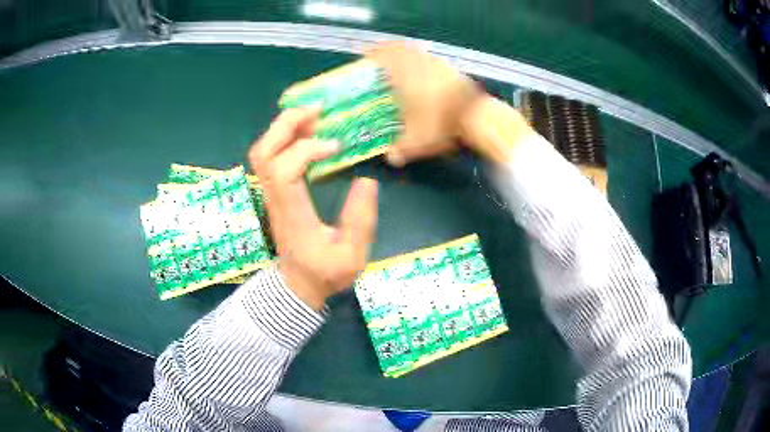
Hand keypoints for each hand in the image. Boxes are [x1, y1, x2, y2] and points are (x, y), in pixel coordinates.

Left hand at [249, 106, 378, 309]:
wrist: (298, 285)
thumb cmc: (325, 272)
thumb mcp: (352, 256)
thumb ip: (360, 221)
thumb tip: (366, 180)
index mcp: (293, 213)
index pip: (284, 170)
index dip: (307, 150)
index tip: (336, 147)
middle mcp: (275, 198)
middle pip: (264, 152)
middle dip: (287, 124)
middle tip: (318, 110)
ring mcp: (270, 193)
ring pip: (262, 151)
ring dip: (284, 127)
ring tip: (313, 116)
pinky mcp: (273, 191)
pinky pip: (268, 155)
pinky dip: (283, 136)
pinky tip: (306, 131)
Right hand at [366, 42, 482, 165]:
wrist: (476, 116)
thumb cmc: (440, 122)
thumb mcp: (418, 141)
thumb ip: (401, 149)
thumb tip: (390, 157)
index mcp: (404, 75)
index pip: (384, 56)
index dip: (374, 54)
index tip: (366, 55)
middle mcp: (419, 64)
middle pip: (401, 48)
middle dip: (390, 50)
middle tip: (383, 57)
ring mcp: (438, 64)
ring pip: (418, 52)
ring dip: (408, 55)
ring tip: (403, 64)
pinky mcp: (453, 69)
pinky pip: (433, 60)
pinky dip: (425, 62)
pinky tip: (427, 73)